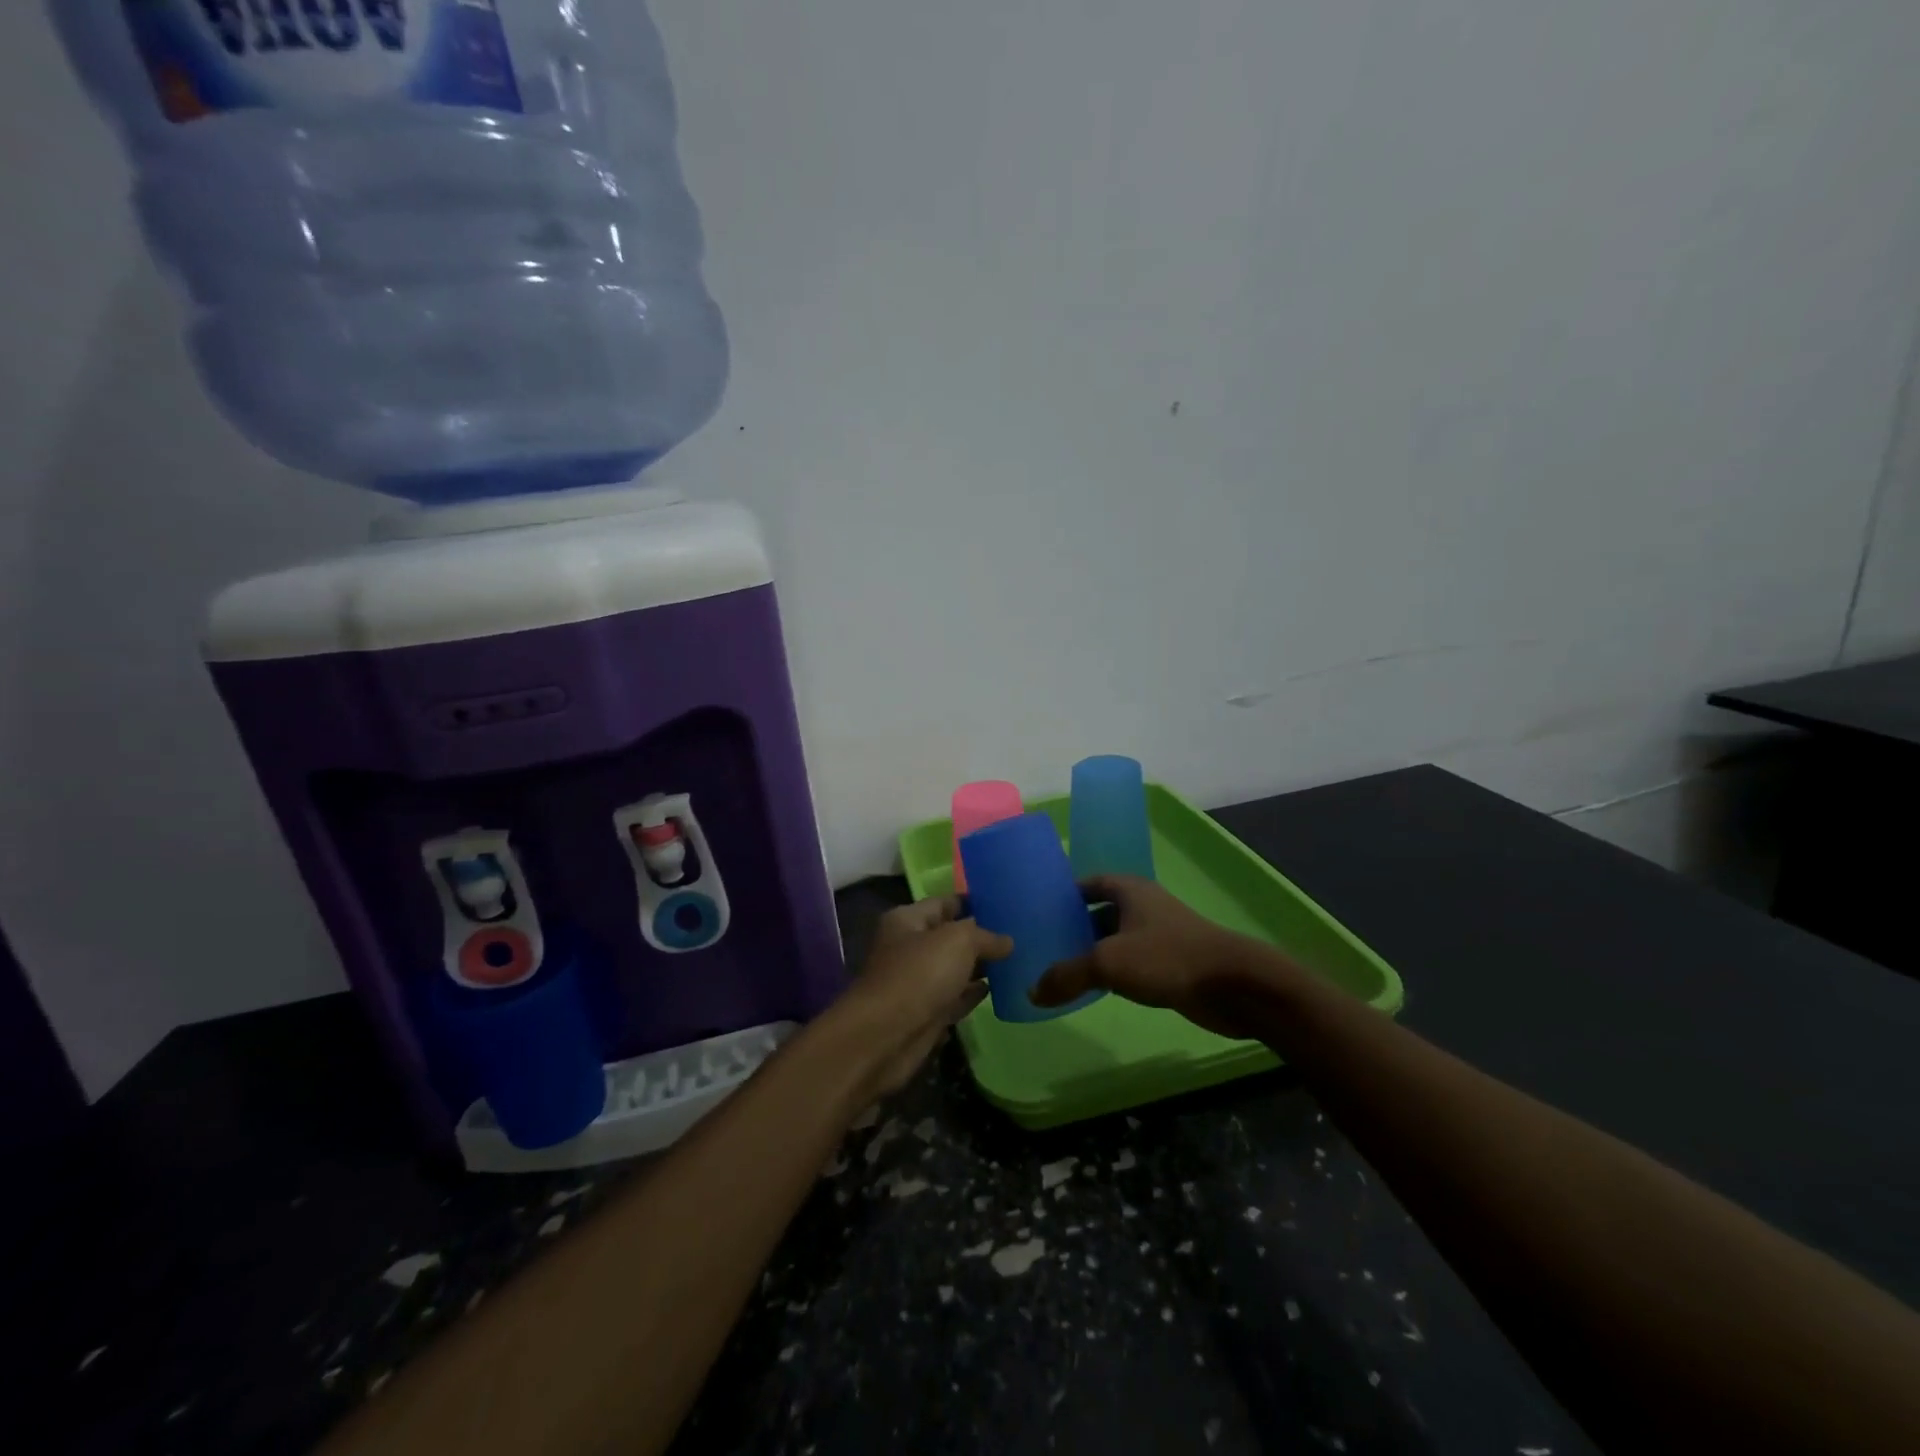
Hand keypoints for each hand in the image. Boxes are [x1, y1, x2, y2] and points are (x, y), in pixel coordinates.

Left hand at [834, 896, 1012, 1097]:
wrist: (887, 1036)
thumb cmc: (919, 974)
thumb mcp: (958, 941)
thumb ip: (986, 937)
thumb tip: (1007, 942)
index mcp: (907, 920)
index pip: (945, 903)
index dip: (974, 903)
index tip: (1006, 905)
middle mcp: (909, 948)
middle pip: (950, 937)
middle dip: (981, 938)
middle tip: (1019, 935)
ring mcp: (917, 983)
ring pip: (954, 969)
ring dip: (980, 967)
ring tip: (1016, 961)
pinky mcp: (926, 1014)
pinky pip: (955, 998)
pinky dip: (973, 994)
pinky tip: (998, 990)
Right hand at [1030, 875, 1274, 1039]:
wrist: (1233, 985)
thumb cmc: (1167, 957)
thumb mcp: (1107, 962)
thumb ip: (1067, 975)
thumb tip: (1032, 992)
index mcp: (1129, 890)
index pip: (1087, 884)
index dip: (1063, 895)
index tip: (1036, 912)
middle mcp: (1143, 906)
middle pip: (1099, 912)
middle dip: (1073, 927)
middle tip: (1041, 946)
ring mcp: (1159, 935)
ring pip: (1115, 940)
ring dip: (1091, 953)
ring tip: (1058, 970)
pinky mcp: (1170, 964)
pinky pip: (1131, 963)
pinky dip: (1112, 973)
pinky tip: (1094, 990)